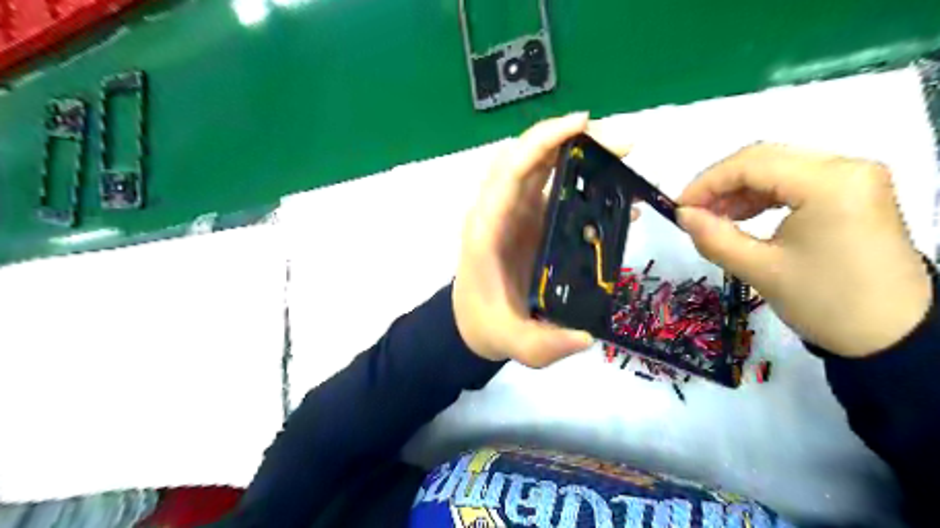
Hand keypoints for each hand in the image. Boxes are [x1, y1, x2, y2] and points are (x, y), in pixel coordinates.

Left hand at [453, 112, 634, 364]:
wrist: (471, 323)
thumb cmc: (487, 326)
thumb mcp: (514, 344)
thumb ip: (544, 346)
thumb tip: (586, 338)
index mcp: (487, 229)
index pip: (510, 171)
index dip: (543, 141)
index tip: (584, 125)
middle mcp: (497, 212)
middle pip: (526, 157)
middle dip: (569, 139)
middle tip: (620, 145)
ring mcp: (511, 213)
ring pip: (537, 166)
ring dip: (573, 151)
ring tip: (619, 156)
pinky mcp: (525, 220)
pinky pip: (547, 186)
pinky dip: (574, 176)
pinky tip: (608, 189)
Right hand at [677, 142, 931, 356]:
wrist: (891, 335)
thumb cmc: (824, 302)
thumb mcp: (760, 270)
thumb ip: (714, 237)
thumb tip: (682, 215)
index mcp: (829, 182)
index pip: (752, 164)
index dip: (707, 183)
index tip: (678, 208)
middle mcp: (846, 167)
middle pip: (765, 159)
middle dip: (721, 184)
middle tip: (692, 213)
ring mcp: (853, 177)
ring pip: (778, 168)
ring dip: (739, 189)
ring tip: (714, 218)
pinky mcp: (853, 192)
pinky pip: (795, 181)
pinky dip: (762, 195)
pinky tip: (742, 216)